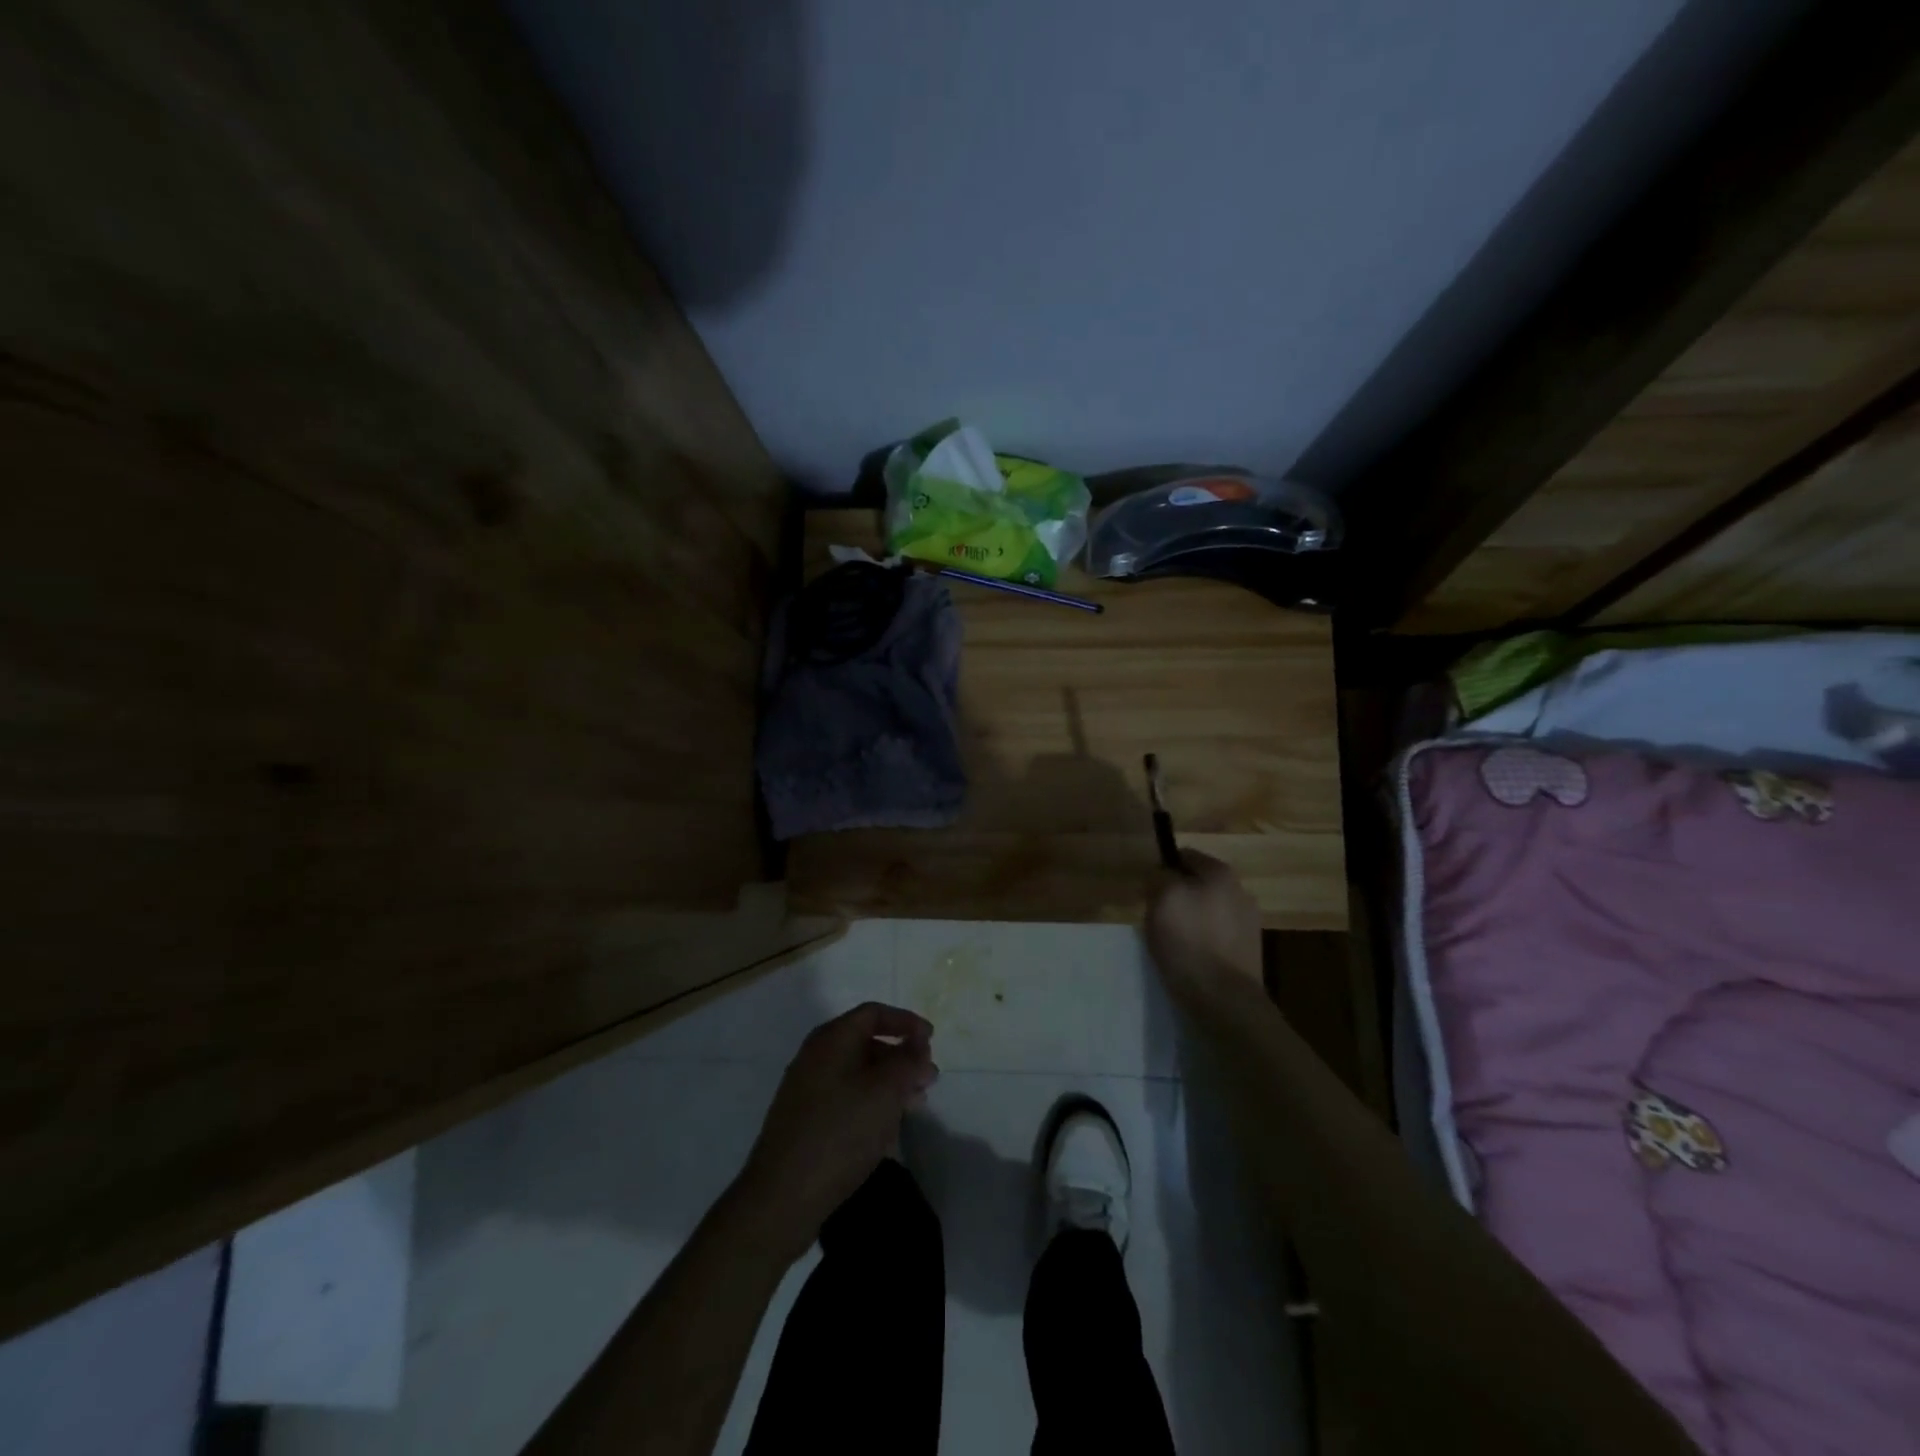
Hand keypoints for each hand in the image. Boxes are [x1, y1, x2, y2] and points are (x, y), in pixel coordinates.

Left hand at [733, 1003, 937, 1260]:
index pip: (873, 1013)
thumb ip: (907, 1062)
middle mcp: (815, 1057)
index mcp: (831, 1039)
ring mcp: (807, 1089)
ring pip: (858, 1074)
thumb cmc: (839, 1133)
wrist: (781, 1197)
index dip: (906, 1022)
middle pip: (866, 1043)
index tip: (932, 1040)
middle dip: (901, 1058)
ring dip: (890, 1084)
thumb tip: (918, 1045)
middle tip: (928, 1080)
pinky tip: (887, 1130)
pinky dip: (871, 1103)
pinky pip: (846, 1098)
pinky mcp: (805, 1120)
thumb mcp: (885, 1092)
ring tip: (914, 1106)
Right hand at [1145, 851, 1262, 999]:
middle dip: (1178, 895)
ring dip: (1191, 918)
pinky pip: (1217, 934)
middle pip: (1198, 884)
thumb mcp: (1162, 899)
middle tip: (1159, 917)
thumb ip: (1159, 876)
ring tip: (1174, 941)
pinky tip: (1192, 956)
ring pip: (1208, 909)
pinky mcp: (1248, 950)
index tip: (1150, 891)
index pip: (1185, 855)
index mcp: (1221, 873)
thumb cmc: (1189, 942)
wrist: (1224, 999)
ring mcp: (1249, 922)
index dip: (1163, 869)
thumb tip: (1162, 874)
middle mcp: (1241, 891)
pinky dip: (1203, 940)